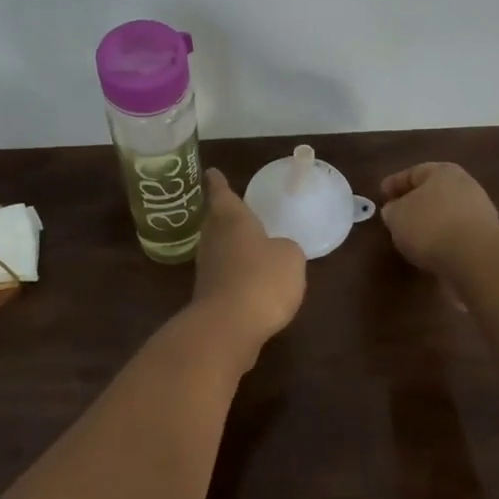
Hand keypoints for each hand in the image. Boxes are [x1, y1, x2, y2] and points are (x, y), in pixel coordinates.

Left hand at [189, 170, 306, 356]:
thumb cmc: (262, 278)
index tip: (211, 172)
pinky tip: (247, 279)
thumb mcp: (290, 257)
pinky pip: (222, 274)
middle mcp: (214, 240)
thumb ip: (285, 249)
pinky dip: (232, 272)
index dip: (218, 183)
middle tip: (229, 207)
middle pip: (214, 221)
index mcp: (232, 220)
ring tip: (243, 241)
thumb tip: (277, 252)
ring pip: (217, 248)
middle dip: (221, 214)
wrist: (229, 326)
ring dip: (227, 244)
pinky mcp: (208, 297)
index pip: (222, 194)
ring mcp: (208, 269)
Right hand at [380, 163, 498, 273]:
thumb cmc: (429, 225)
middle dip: (415, 202)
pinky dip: (443, 239)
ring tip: (412, 237)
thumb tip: (395, 210)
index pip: (413, 173)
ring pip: (446, 213)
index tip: (381, 195)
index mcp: (443, 172)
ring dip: (430, 222)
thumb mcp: (396, 215)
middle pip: (433, 191)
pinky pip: (456, 234)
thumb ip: (392, 210)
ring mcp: (479, 212)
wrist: (474, 257)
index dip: (394, 184)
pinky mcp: (485, 238)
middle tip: (396, 215)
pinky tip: (430, 250)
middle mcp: (465, 186)